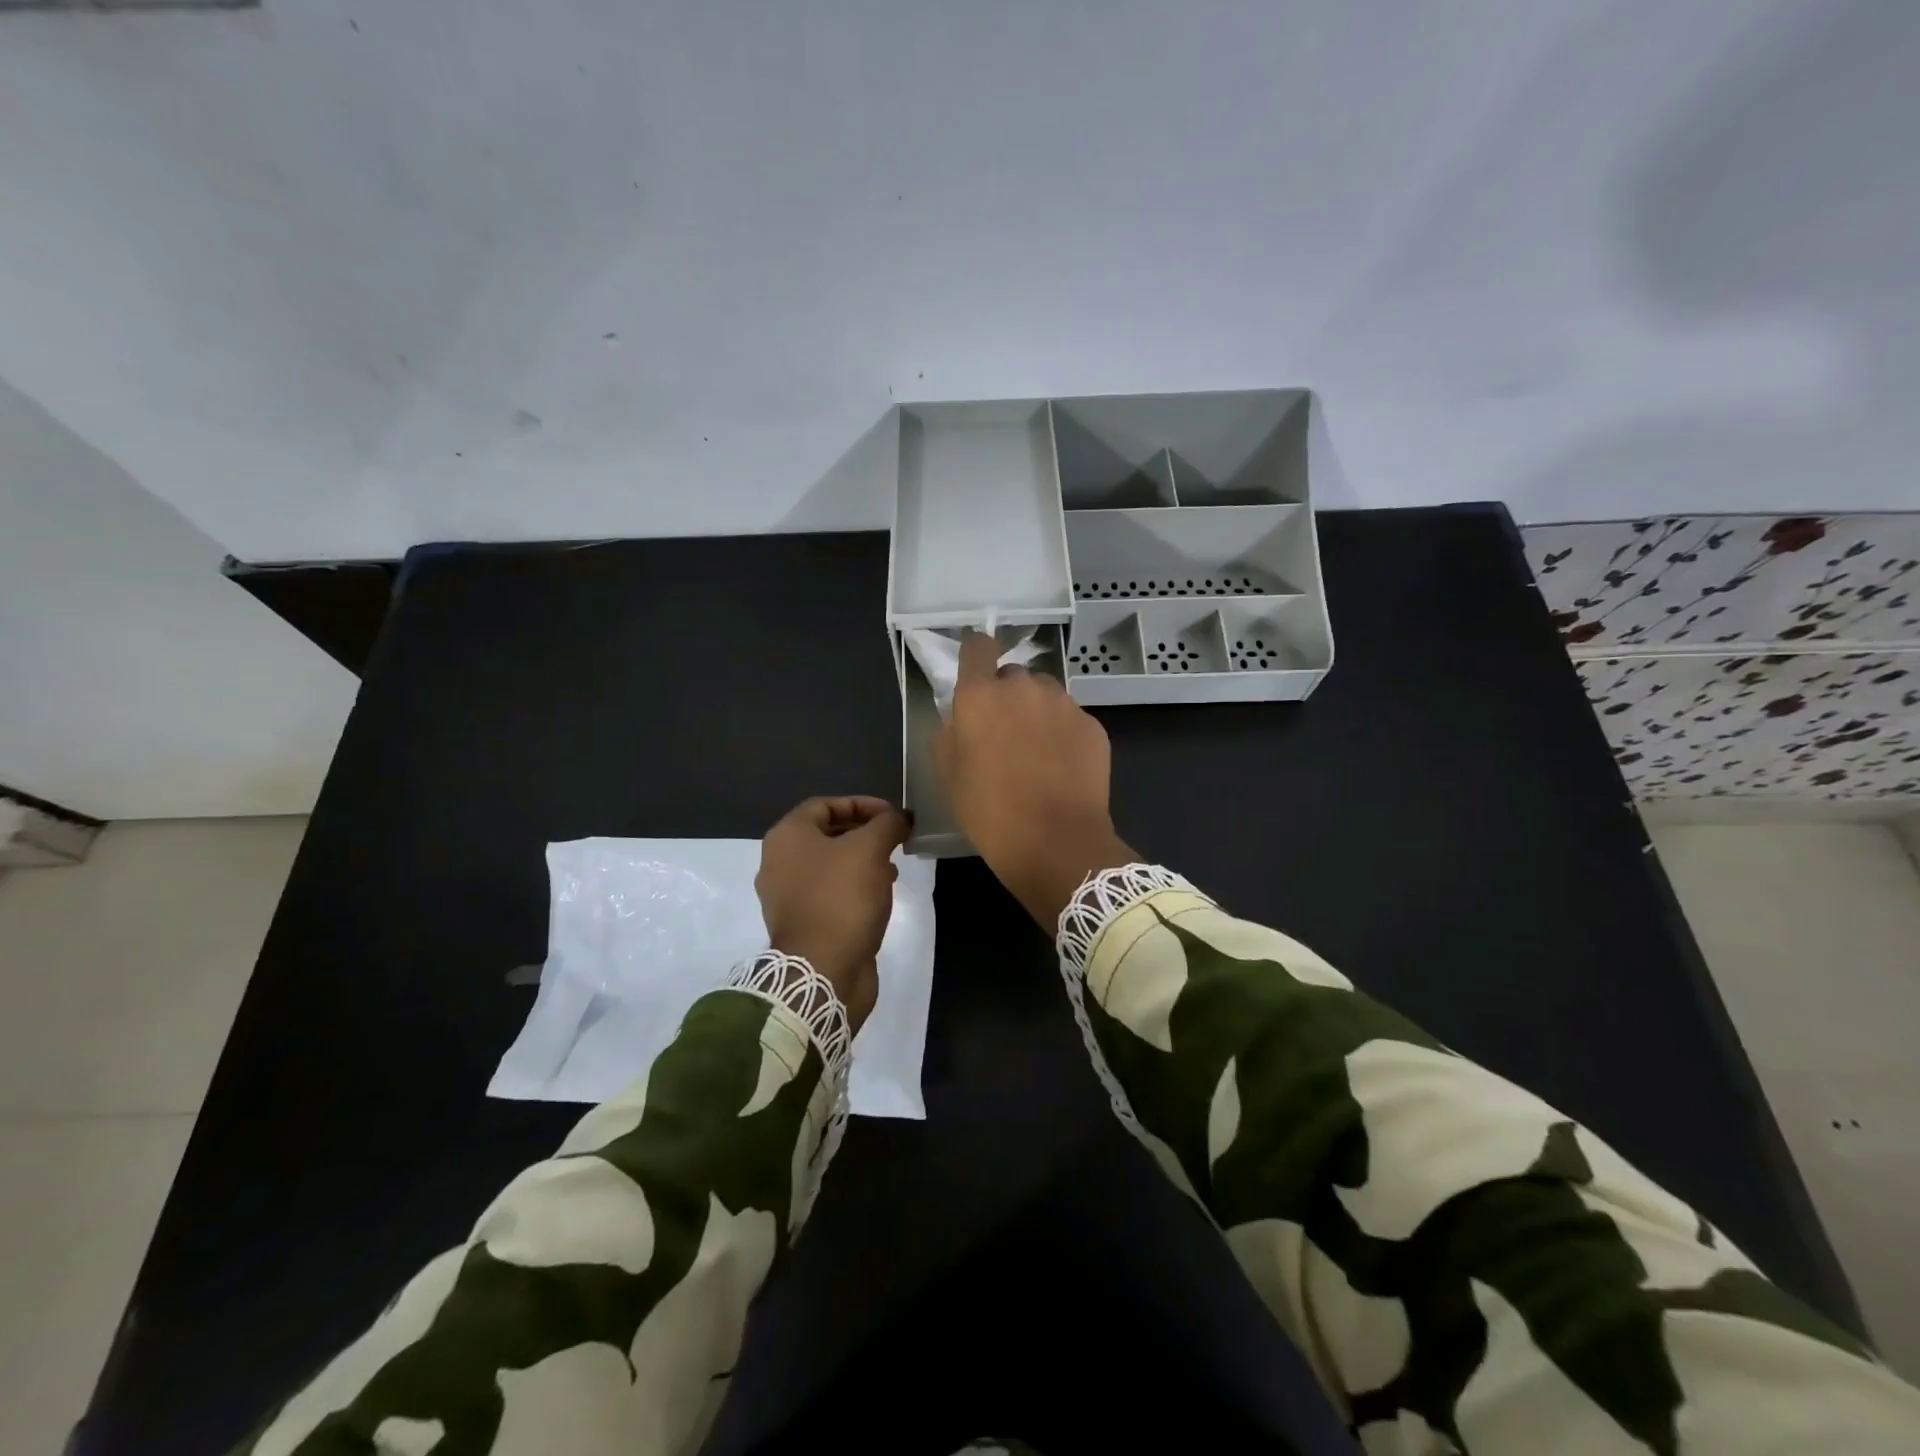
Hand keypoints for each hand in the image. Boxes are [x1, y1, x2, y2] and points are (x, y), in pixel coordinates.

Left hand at [756, 796, 909, 1030]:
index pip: (824, 804)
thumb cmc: (842, 898)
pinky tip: (880, 894)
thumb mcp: (870, 849)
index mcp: (786, 837)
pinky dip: (854, 887)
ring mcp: (787, 896)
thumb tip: (900, 817)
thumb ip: (887, 824)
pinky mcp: (802, 923)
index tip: (892, 815)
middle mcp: (778, 863)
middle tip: (894, 839)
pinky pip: (829, 893)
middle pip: (826, 834)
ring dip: (862, 861)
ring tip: (893, 867)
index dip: (861, 804)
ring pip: (829, 865)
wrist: (822, 971)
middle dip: (864, 833)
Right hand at [934, 632, 1136, 927]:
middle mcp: (1023, 687)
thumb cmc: (989, 811)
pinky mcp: (1092, 725)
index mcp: (980, 695)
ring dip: (1037, 712)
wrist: (1055, 842)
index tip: (975, 667)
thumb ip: (950, 732)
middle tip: (1005, 734)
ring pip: (1045, 695)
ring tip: (1037, 752)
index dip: (976, 653)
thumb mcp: (948, 774)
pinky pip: (1071, 719)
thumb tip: (962, 717)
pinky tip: (1062, 767)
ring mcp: (1063, 704)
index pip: (978, 646)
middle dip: (1007, 696)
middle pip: (1013, 676)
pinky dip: (1064, 734)